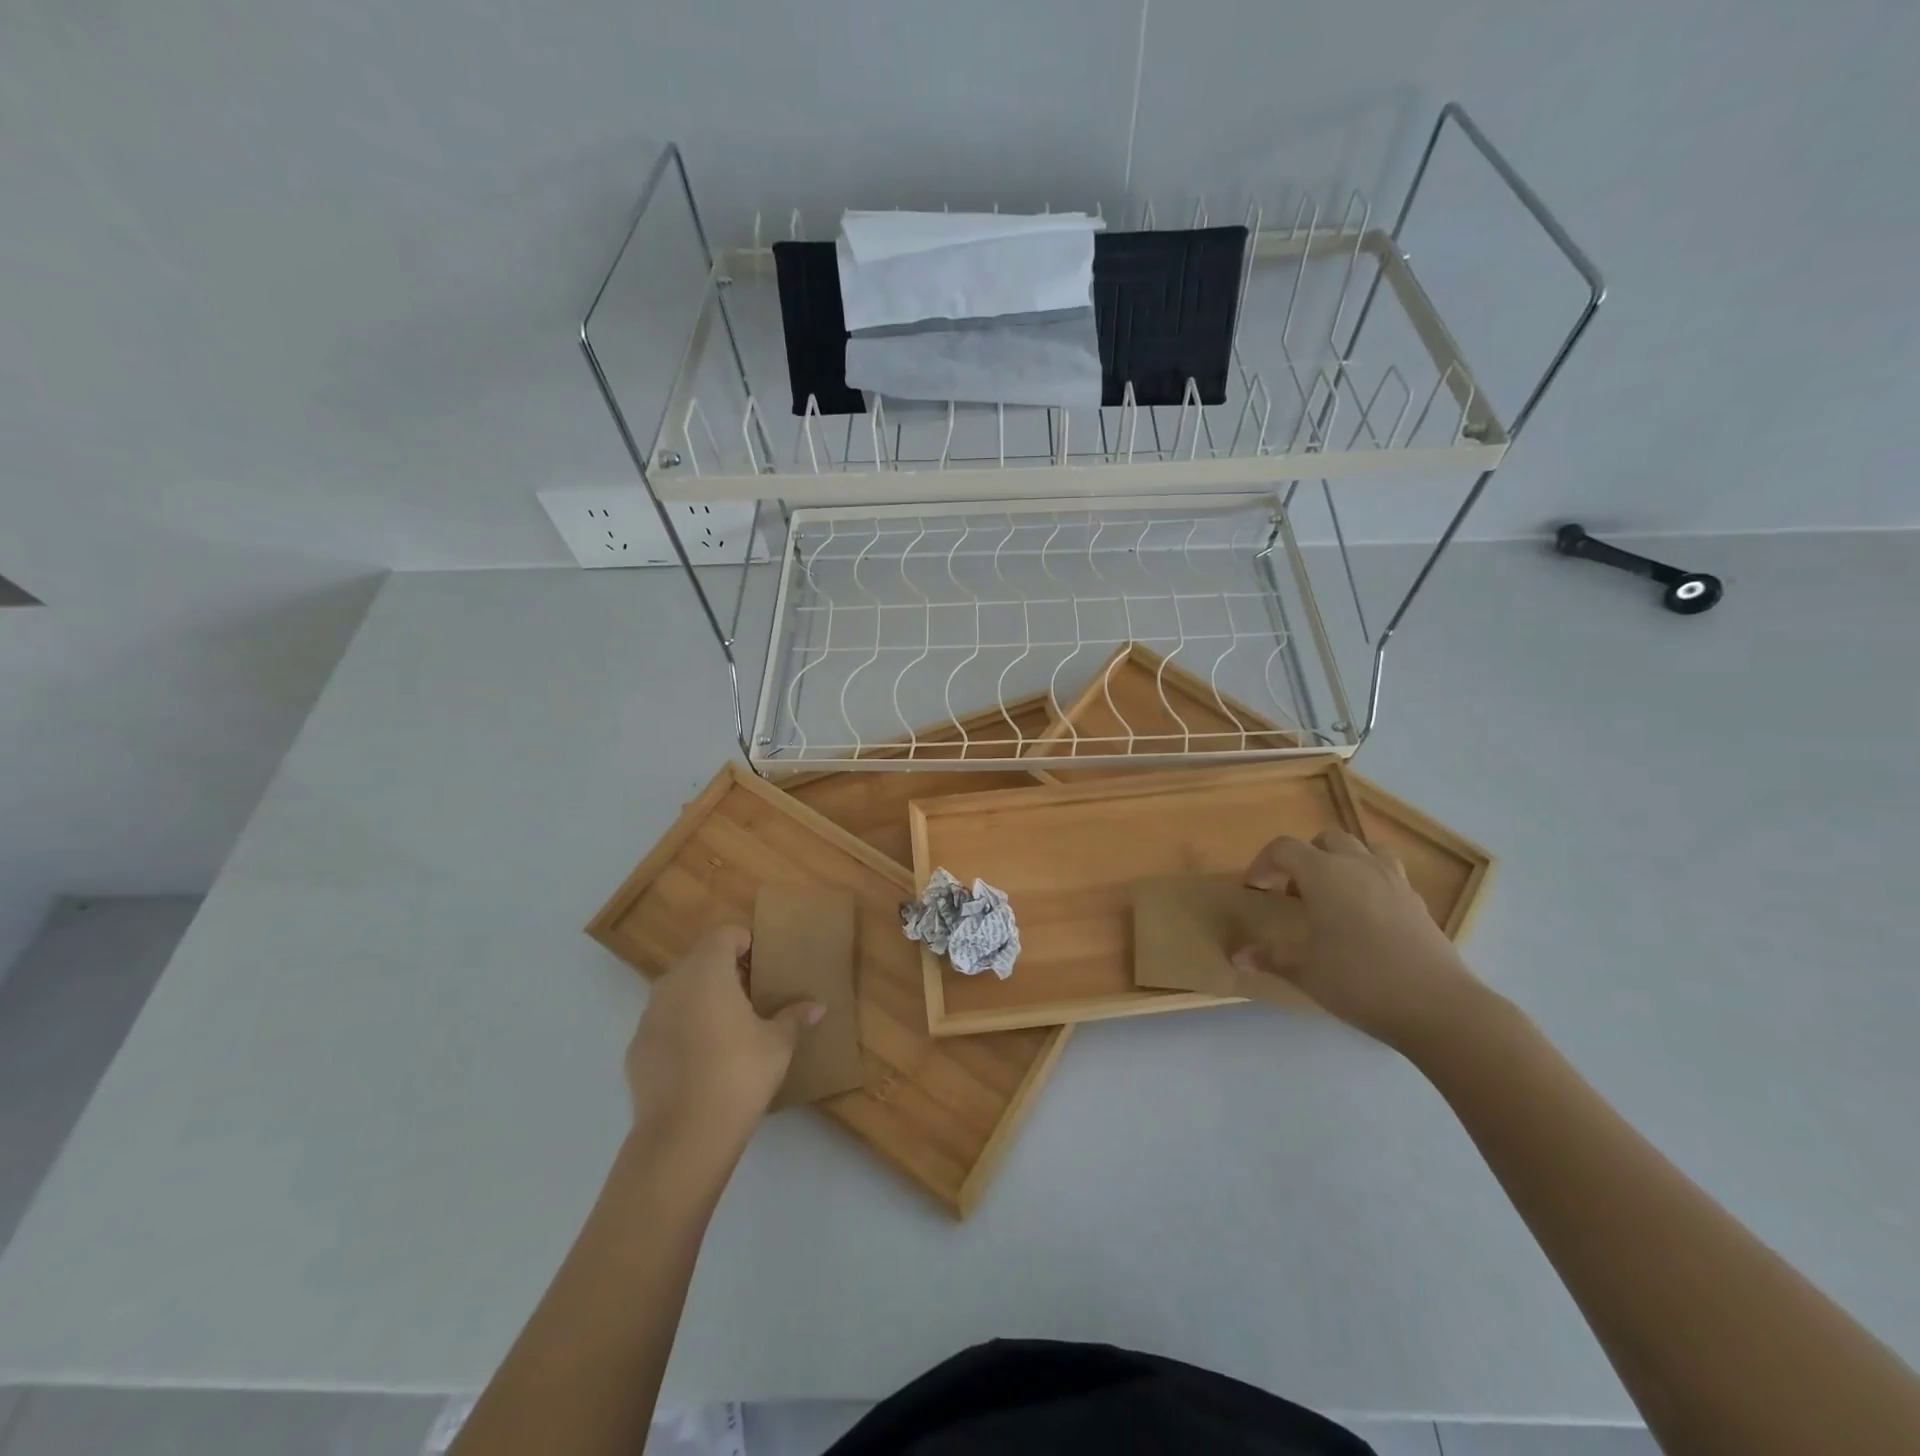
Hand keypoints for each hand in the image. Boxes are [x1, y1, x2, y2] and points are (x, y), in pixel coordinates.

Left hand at [624, 926, 822, 1145]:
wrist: (683, 1136)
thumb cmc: (738, 1073)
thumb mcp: (778, 1044)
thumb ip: (794, 1018)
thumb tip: (817, 1007)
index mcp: (707, 971)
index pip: (723, 934)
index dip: (744, 942)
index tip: (763, 964)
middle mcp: (672, 984)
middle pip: (698, 960)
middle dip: (724, 971)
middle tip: (752, 996)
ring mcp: (648, 1017)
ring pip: (678, 992)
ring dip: (701, 999)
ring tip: (727, 1027)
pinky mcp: (635, 1050)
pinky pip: (664, 1024)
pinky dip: (682, 1029)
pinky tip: (701, 1060)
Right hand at [1235, 829, 1482, 1050]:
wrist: (1438, 1007)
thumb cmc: (1360, 982)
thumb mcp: (1306, 972)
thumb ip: (1271, 958)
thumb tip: (1237, 958)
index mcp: (1324, 874)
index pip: (1284, 848)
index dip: (1263, 863)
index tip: (1255, 889)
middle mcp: (1358, 866)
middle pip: (1325, 839)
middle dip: (1303, 857)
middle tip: (1293, 891)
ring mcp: (1393, 880)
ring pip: (1363, 848)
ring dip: (1342, 860)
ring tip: (1333, 893)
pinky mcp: (1417, 900)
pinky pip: (1388, 872)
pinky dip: (1370, 880)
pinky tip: (1365, 914)